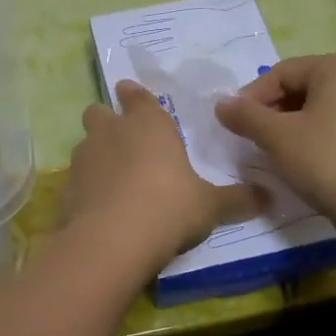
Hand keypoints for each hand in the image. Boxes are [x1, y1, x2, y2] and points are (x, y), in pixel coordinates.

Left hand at [62, 80, 265, 273]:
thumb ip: (237, 199)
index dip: (134, 96)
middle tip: (123, 141)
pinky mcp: (66, 190)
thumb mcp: (210, 206)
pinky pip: (76, 181)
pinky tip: (99, 210)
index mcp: (148, 124)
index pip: (136, 97)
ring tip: (113, 180)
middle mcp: (110, 133)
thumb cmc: (169, 208)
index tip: (131, 94)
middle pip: (98, 113)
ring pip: (85, 146)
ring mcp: (83, 160)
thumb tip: (269, 197)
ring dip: (96, 156)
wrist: (113, 241)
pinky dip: (86, 190)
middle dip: (107, 122)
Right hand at [215, 54, 335, 221]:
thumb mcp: (276, 136)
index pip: (281, 73)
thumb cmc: (325, 161)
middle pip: (303, 87)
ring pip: (320, 107)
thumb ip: (245, 116)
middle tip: (252, 138)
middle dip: (272, 110)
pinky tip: (303, 160)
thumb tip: (222, 104)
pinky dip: (316, 136)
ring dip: (292, 125)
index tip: (234, 124)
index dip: (252, 97)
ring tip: (274, 150)